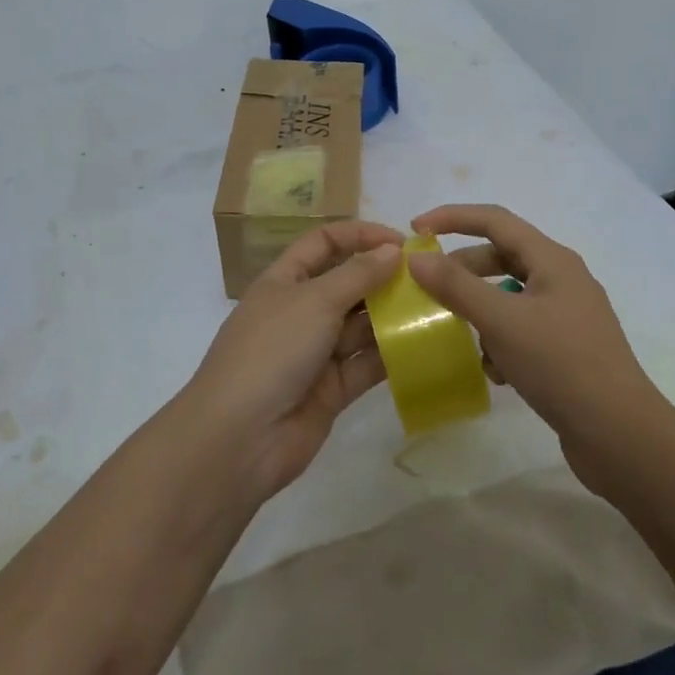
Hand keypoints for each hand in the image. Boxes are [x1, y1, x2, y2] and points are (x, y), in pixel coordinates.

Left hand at [185, 221, 403, 502]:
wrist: (238, 438)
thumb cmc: (272, 350)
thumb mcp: (314, 301)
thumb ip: (357, 274)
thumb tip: (393, 250)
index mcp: (284, 281)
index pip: (324, 243)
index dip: (360, 236)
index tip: (401, 242)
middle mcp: (301, 311)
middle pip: (347, 284)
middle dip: (383, 278)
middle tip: (429, 278)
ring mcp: (316, 353)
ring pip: (361, 326)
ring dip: (393, 316)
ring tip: (435, 308)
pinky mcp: (332, 390)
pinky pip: (366, 364)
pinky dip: (392, 355)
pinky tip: (424, 345)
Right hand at [407, 204, 661, 486]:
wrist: (622, 437)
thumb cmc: (561, 365)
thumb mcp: (501, 321)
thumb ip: (455, 286)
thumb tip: (416, 258)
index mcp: (553, 260)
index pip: (495, 219)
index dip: (452, 217)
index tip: (415, 230)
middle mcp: (562, 280)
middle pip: (501, 257)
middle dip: (463, 271)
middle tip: (429, 288)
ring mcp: (567, 316)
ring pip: (508, 298)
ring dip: (481, 313)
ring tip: (462, 336)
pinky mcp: (566, 350)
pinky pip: (521, 330)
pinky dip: (501, 343)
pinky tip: (496, 373)